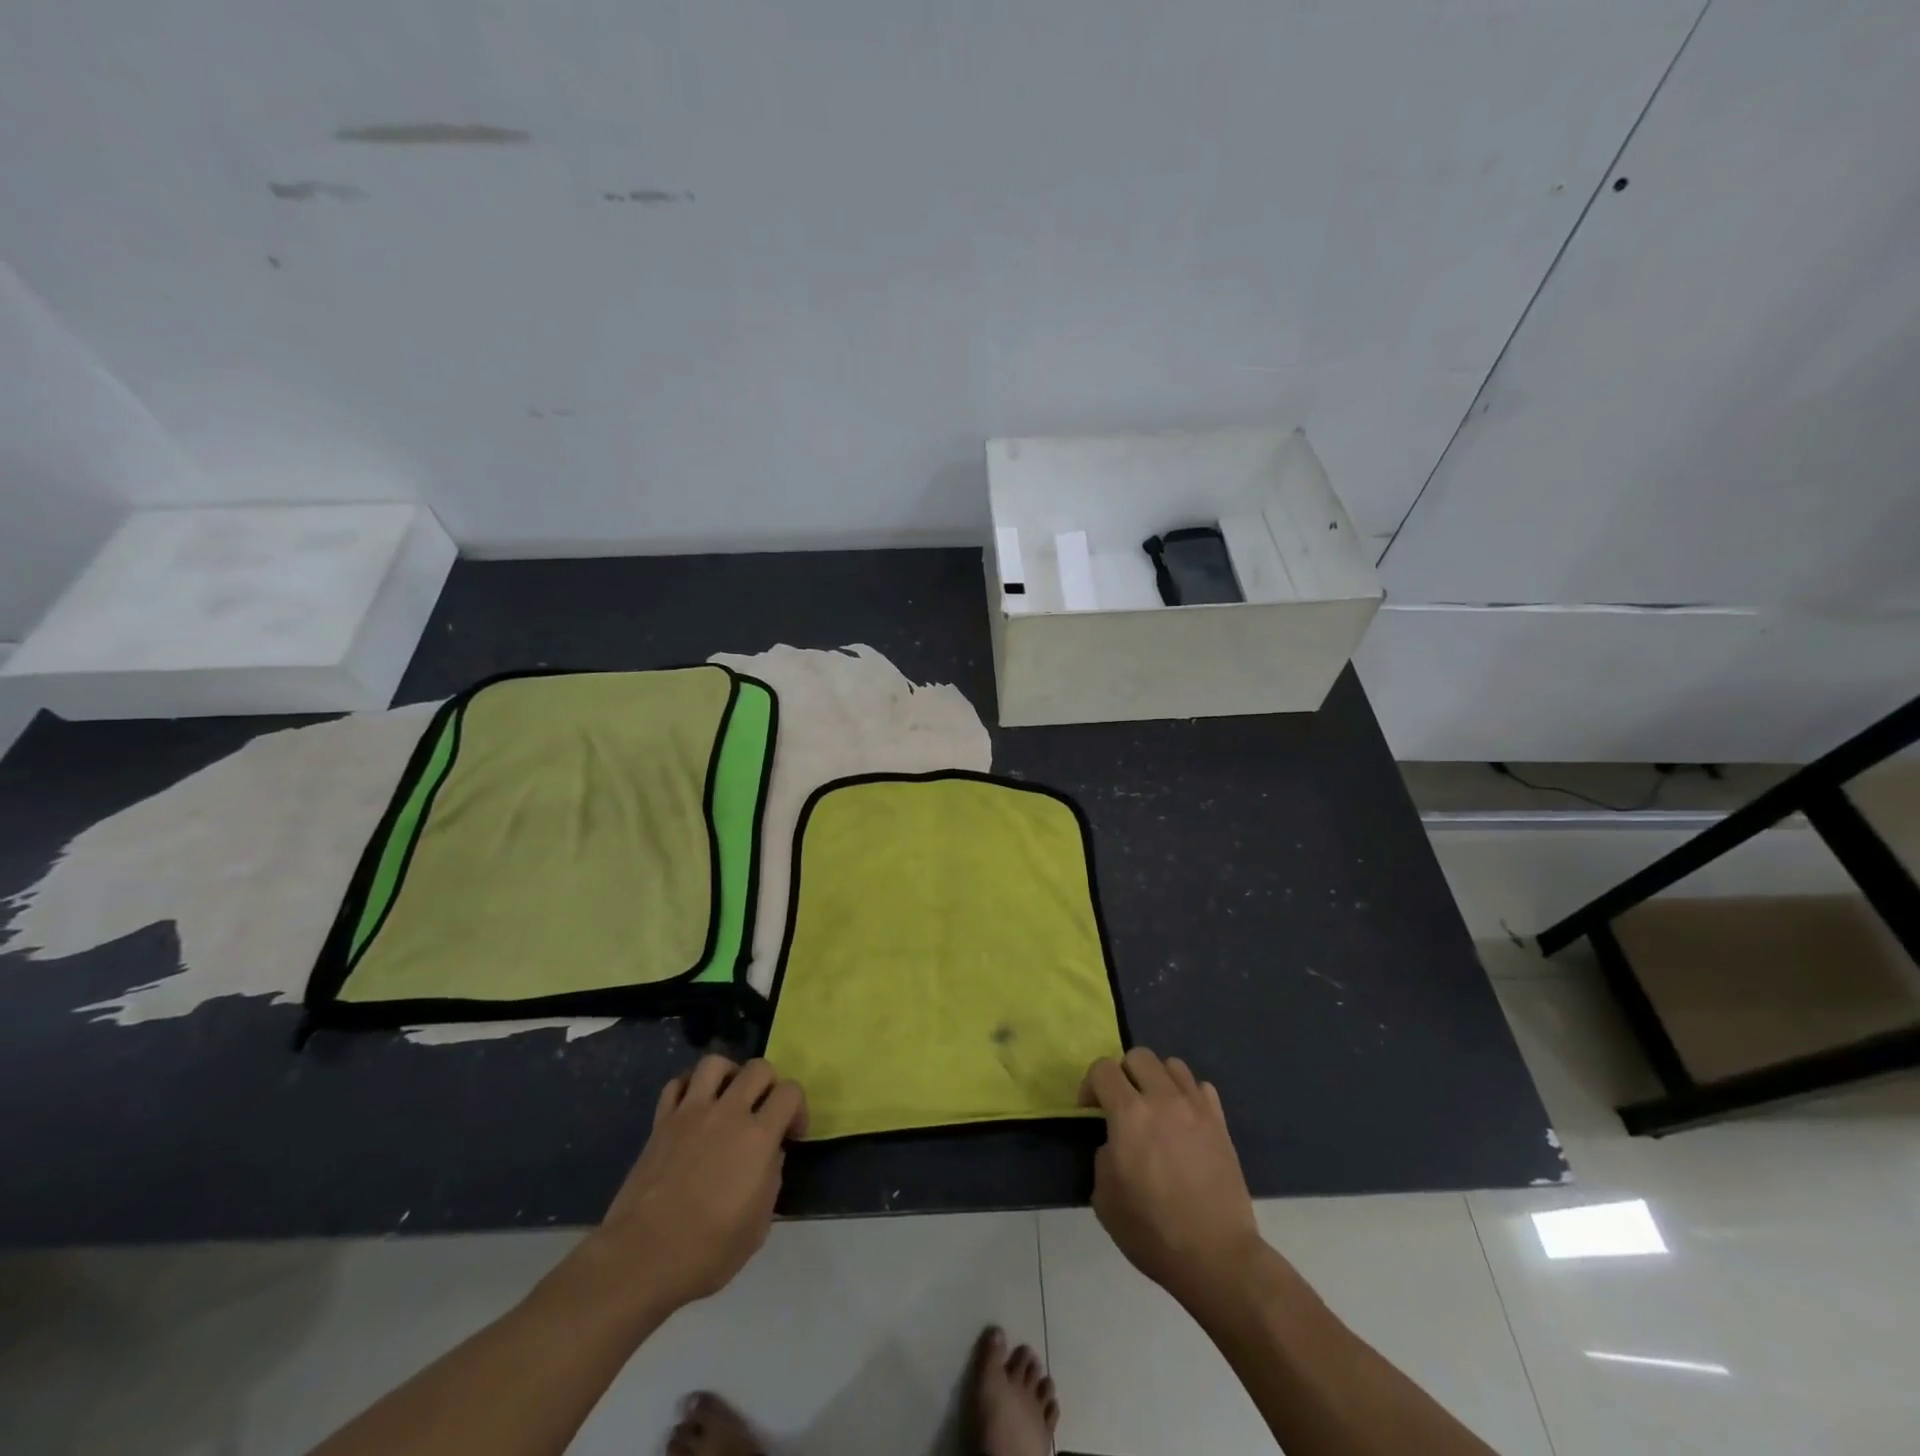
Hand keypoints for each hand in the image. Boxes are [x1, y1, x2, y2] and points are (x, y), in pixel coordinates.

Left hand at [575, 1055, 807, 1317]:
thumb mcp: (757, 1227)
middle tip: (763, 1112)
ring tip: (728, 1098)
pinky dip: (689, 1087)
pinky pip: (676, 1084)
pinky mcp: (661, 1122)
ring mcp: (690, 1113)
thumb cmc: (705, 1252)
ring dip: (729, 1074)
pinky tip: (693, 1108)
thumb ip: (771, 1180)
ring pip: (715, 1063)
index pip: (790, 1092)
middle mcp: (728, 1113)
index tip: (792, 1134)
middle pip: (758, 1068)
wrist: (640, 1258)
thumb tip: (770, 1156)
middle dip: (769, 1084)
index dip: (798, 1108)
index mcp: (757, 1137)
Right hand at [1079, 1048, 1262, 1308]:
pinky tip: (1183, 1121)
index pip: (1103, 1068)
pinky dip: (1187, 1095)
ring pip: (1172, 1065)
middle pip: (1139, 1056)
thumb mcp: (1104, 1196)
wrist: (1216, 1256)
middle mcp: (1163, 1099)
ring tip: (1155, 1109)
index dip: (1090, 1085)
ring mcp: (1196, 1108)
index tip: (1090, 1111)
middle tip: (1122, 1105)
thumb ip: (1104, 1155)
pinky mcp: (1220, 1123)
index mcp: (1130, 1113)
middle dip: (1123, 1074)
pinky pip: (1201, 1088)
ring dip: (1157, 1079)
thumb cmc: (1152, 1230)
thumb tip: (1116, 1142)